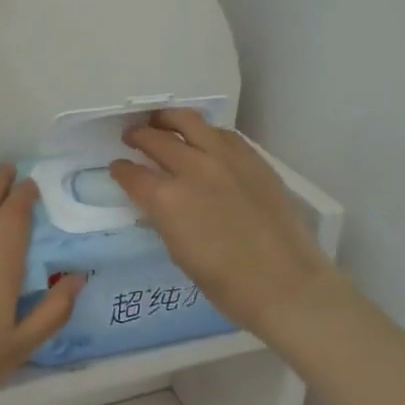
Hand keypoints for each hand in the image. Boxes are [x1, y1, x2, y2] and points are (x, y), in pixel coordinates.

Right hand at [109, 109, 345, 340]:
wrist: (286, 284)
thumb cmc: (227, 284)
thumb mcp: (179, 252)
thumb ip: (163, 217)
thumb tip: (156, 200)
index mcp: (167, 199)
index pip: (132, 174)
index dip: (121, 170)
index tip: (118, 167)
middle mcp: (192, 168)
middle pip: (156, 139)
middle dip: (138, 136)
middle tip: (132, 137)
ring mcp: (225, 158)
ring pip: (188, 121)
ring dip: (168, 120)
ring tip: (161, 122)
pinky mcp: (251, 157)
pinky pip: (221, 133)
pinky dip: (204, 132)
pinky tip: (203, 138)